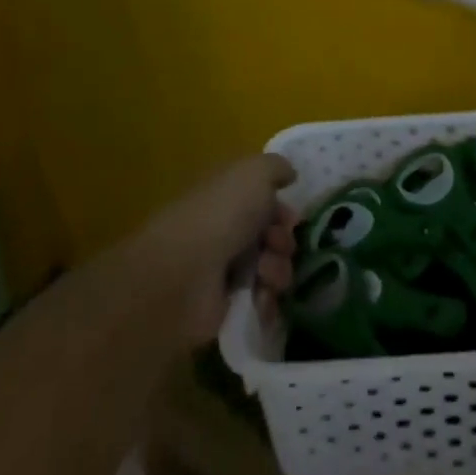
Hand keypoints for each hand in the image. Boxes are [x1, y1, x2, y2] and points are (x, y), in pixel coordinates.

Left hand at [135, 154, 298, 346]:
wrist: (184, 274)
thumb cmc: (221, 214)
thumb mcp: (254, 172)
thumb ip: (276, 168)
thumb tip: (289, 174)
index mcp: (229, 197)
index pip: (264, 203)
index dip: (282, 210)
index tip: (290, 219)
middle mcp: (226, 230)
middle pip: (272, 236)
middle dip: (283, 241)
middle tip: (276, 245)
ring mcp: (224, 270)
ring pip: (271, 267)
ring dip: (277, 269)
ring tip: (264, 273)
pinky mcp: (225, 306)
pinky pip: (261, 302)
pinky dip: (267, 299)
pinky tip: (260, 297)